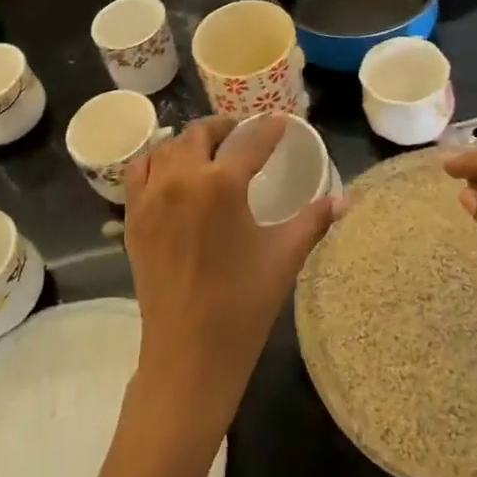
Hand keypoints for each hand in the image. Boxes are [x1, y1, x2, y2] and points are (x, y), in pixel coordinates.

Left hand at [124, 116, 336, 432]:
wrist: (188, 355)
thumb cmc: (242, 305)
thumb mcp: (284, 257)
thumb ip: (313, 221)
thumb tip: (343, 200)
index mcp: (222, 184)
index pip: (251, 141)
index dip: (269, 128)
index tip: (280, 121)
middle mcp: (183, 178)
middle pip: (201, 133)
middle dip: (225, 127)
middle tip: (242, 134)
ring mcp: (152, 195)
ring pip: (169, 146)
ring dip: (190, 141)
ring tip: (208, 150)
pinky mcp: (133, 215)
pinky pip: (139, 169)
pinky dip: (156, 159)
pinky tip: (170, 170)